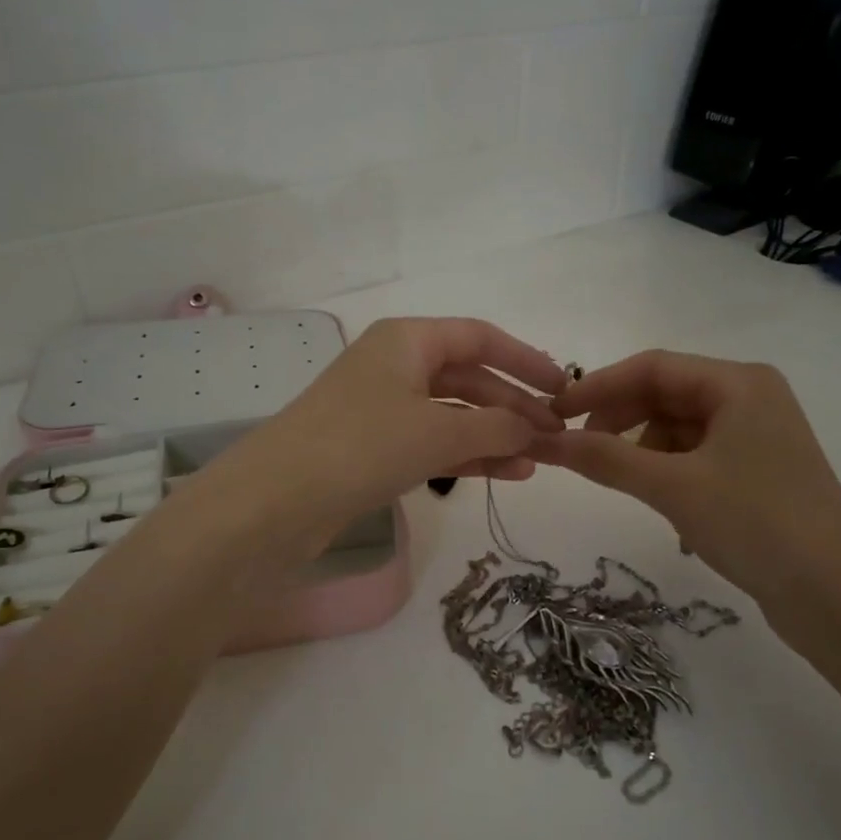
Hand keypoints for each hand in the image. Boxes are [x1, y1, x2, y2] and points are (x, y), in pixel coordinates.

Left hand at [210, 317, 565, 538]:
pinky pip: (432, 443)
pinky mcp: (373, 448)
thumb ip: (496, 428)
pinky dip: (467, 456)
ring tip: (539, 462)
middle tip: (555, 436)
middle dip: (513, 406)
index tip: (564, 387)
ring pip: (452, 414)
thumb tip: (534, 429)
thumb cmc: (362, 445)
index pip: (480, 338)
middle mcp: (394, 366)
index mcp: (407, 340)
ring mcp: (381, 408)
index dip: (526, 360)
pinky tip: (506, 474)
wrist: (276, 501)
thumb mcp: (439, 432)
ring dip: (495, 435)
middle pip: (468, 377)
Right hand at [526, 350, 840, 609]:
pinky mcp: (757, 472)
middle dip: (619, 419)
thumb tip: (544, 440)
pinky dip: (668, 473)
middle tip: (580, 451)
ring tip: (626, 485)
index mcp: (738, 384)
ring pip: (678, 428)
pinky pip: (696, 456)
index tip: (554, 413)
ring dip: (642, 450)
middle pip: (665, 394)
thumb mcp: (673, 487)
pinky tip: (666, 508)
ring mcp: (757, 436)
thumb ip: (605, 458)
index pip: (652, 367)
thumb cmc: (756, 524)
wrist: (838, 597)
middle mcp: (750, 399)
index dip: (598, 386)